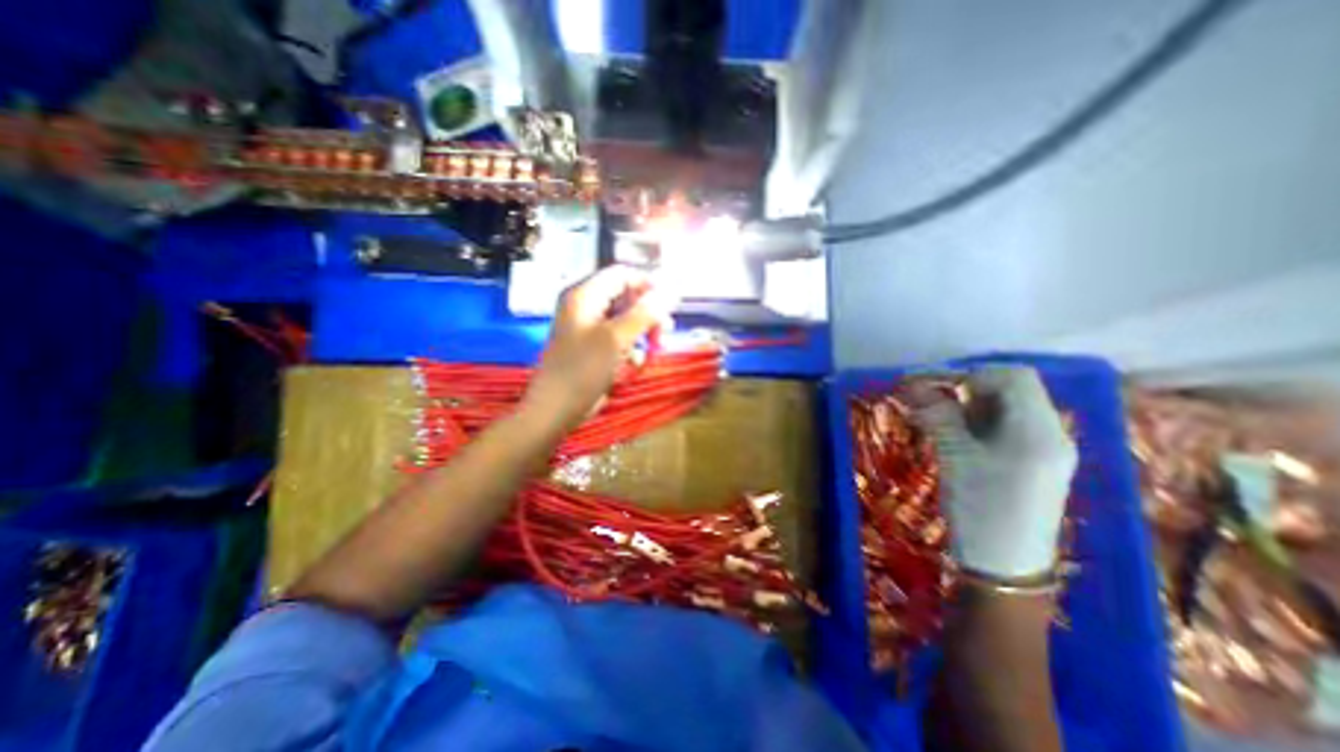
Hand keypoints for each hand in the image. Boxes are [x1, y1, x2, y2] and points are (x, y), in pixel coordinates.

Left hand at [521, 265, 675, 432]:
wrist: (557, 409)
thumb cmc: (582, 370)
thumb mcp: (616, 338)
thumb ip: (644, 313)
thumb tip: (670, 291)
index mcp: (585, 296)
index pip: (622, 275)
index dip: (647, 284)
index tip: (669, 302)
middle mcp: (588, 309)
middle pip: (628, 299)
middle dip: (649, 315)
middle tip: (665, 330)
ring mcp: (592, 331)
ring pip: (628, 323)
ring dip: (644, 336)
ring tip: (654, 350)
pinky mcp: (597, 351)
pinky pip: (622, 343)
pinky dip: (632, 353)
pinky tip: (633, 367)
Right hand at [916, 368, 1074, 579]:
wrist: (1006, 566)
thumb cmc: (981, 508)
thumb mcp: (955, 456)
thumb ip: (938, 415)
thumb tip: (913, 385)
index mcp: (1039, 430)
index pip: (1015, 378)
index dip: (974, 375)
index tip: (937, 387)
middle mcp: (1051, 434)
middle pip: (1015, 391)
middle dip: (970, 389)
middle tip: (933, 401)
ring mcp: (1046, 451)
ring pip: (1009, 409)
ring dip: (971, 406)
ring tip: (938, 419)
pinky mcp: (1034, 465)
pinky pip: (1008, 428)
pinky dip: (979, 423)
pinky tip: (956, 436)